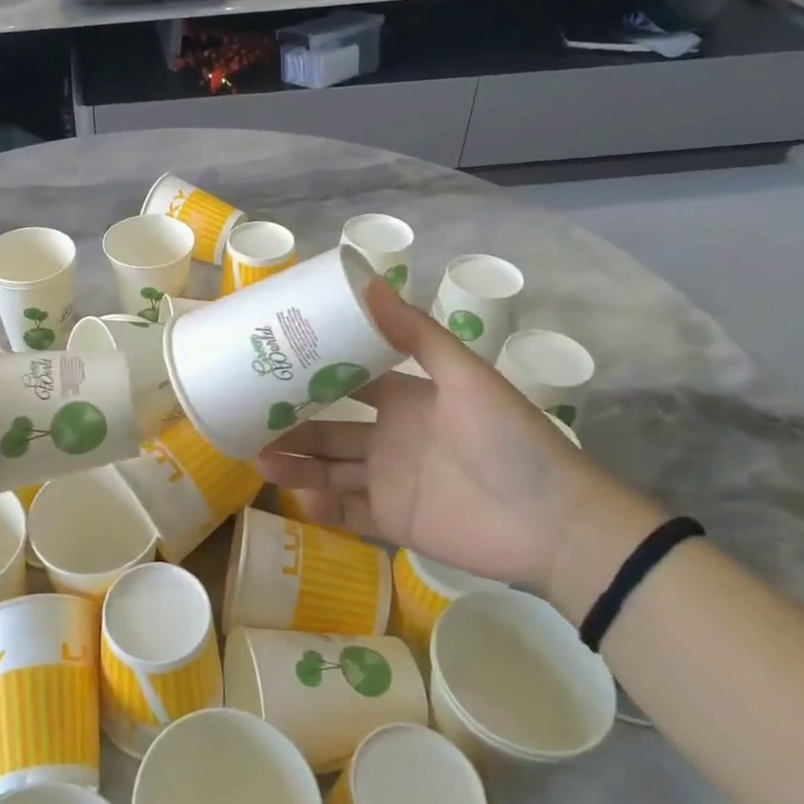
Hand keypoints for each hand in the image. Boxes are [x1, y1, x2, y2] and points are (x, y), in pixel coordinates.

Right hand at [256, 279, 661, 599]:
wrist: (555, 523)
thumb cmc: (509, 439)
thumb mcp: (465, 376)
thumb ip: (416, 334)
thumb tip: (368, 279)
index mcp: (407, 398)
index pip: (349, 382)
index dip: (313, 375)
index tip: (271, 364)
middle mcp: (392, 437)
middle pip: (329, 429)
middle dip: (291, 424)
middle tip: (248, 417)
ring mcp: (390, 481)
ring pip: (330, 470)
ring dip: (296, 464)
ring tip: (258, 458)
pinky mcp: (394, 522)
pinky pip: (347, 514)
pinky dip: (322, 507)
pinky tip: (300, 497)